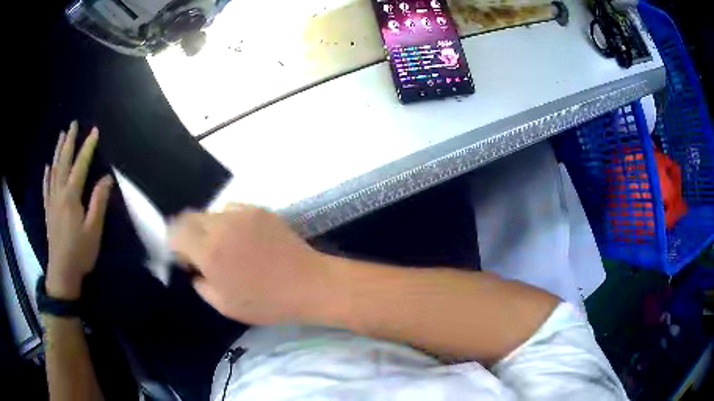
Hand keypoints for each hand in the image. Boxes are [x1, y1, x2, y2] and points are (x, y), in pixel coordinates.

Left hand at [43, 121, 112, 299]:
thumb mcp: (93, 230)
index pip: (80, 165)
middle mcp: (59, 193)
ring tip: (61, 136)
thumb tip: (106, 178)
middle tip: (73, 124)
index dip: (87, 147)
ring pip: (53, 170)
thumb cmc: (80, 252)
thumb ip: (98, 202)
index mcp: (71, 196)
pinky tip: (47, 166)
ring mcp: (51, 201)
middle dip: (69, 141)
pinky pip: (46, 187)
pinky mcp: (48, 210)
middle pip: (63, 162)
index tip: (94, 131)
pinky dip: (46, 174)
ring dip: (58, 151)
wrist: (62, 273)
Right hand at [168, 205, 328, 324]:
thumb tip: (194, 269)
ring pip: (211, 213)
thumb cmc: (267, 302)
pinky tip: (244, 240)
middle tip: (201, 254)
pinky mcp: (259, 209)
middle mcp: (221, 225)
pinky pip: (232, 211)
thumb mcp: (225, 305)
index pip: (175, 231)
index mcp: (209, 250)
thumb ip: (201, 284)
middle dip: (188, 234)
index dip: (175, 244)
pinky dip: (229, 223)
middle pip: (190, 217)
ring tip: (226, 247)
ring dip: (209, 228)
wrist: (309, 284)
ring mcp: (242, 213)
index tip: (185, 259)